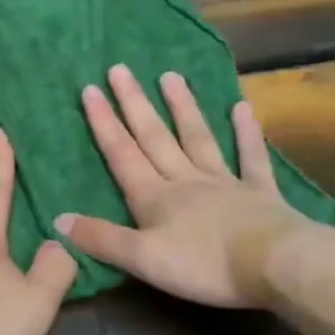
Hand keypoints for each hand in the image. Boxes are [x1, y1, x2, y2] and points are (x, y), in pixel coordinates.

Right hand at [55, 66, 314, 309]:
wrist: (277, 266)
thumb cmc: (205, 265)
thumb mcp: (143, 259)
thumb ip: (102, 239)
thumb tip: (58, 219)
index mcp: (155, 197)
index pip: (122, 154)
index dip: (104, 124)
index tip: (90, 89)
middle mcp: (185, 180)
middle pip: (155, 137)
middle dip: (135, 104)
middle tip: (121, 69)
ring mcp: (224, 182)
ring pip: (197, 138)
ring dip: (182, 107)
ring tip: (170, 76)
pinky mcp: (260, 193)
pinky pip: (250, 158)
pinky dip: (246, 133)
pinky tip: (242, 108)